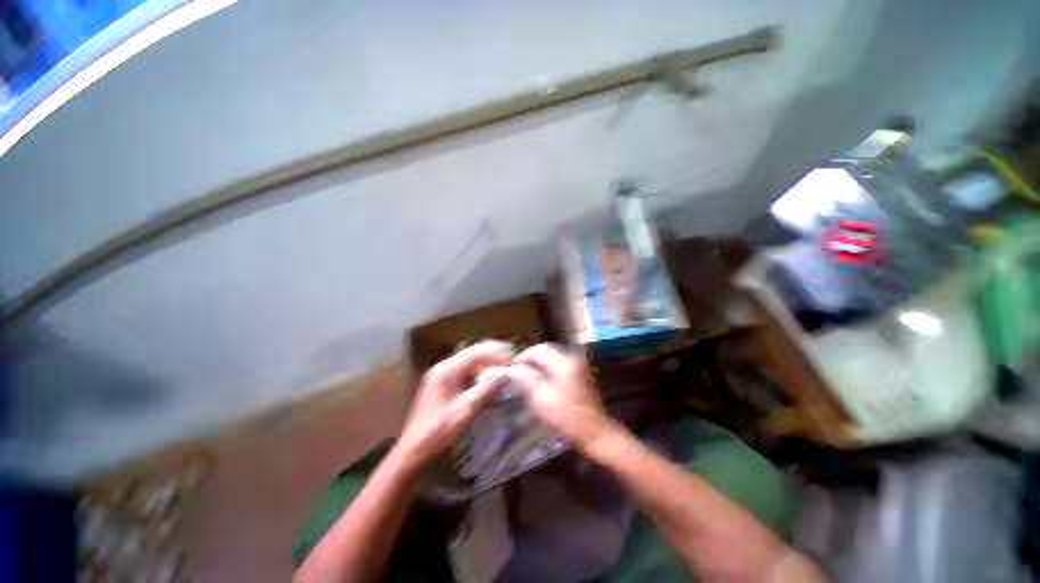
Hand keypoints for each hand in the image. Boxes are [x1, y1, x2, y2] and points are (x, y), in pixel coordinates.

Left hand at [395, 340, 513, 466]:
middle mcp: (444, 367)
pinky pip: (466, 368)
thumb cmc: (437, 433)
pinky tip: (490, 375)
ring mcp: (442, 374)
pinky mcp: (444, 382)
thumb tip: (506, 374)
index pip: (476, 352)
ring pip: (470, 358)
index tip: (513, 361)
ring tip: (505, 364)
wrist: (413, 451)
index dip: (496, 354)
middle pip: (473, 351)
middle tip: (511, 359)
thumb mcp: (464, 412)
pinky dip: (480, 368)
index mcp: (446, 371)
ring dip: (487, 359)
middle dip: (493, 352)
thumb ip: (485, 390)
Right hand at [508, 343, 611, 449]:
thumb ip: (526, 379)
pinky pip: (559, 365)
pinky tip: (542, 382)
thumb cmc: (567, 417)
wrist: (596, 434)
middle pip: (546, 351)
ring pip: (552, 358)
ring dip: (539, 364)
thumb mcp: (542, 398)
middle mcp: (573, 358)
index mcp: (564, 362)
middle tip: (518, 373)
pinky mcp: (581, 374)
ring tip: (527, 378)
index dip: (523, 357)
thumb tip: (513, 368)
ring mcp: (579, 365)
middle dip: (531, 360)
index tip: (512, 369)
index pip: (539, 349)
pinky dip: (548, 369)